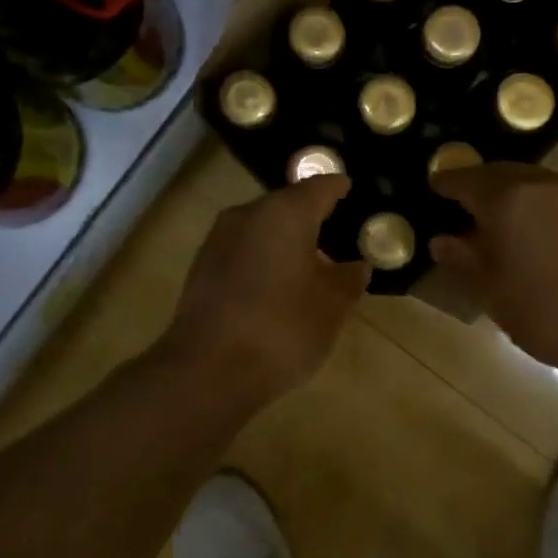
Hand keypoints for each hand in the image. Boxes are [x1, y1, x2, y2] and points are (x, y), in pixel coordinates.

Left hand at [160, 175, 370, 400]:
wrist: (208, 370)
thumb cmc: (282, 327)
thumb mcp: (332, 306)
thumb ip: (349, 279)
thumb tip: (357, 265)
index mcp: (285, 212)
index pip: (319, 186)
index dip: (338, 188)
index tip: (351, 191)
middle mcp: (247, 214)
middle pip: (286, 205)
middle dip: (310, 216)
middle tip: (336, 232)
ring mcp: (219, 240)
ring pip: (261, 228)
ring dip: (284, 240)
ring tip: (308, 262)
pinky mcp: (201, 269)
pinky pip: (242, 252)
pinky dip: (262, 260)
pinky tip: (276, 285)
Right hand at [429, 164, 557, 375]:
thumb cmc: (544, 312)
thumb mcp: (491, 291)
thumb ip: (462, 260)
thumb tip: (441, 241)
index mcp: (506, 199)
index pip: (464, 179)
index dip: (446, 183)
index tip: (434, 189)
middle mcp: (540, 184)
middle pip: (499, 172)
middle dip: (478, 184)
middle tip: (463, 204)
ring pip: (531, 180)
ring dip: (510, 192)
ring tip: (500, 219)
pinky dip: (539, 204)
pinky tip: (538, 231)